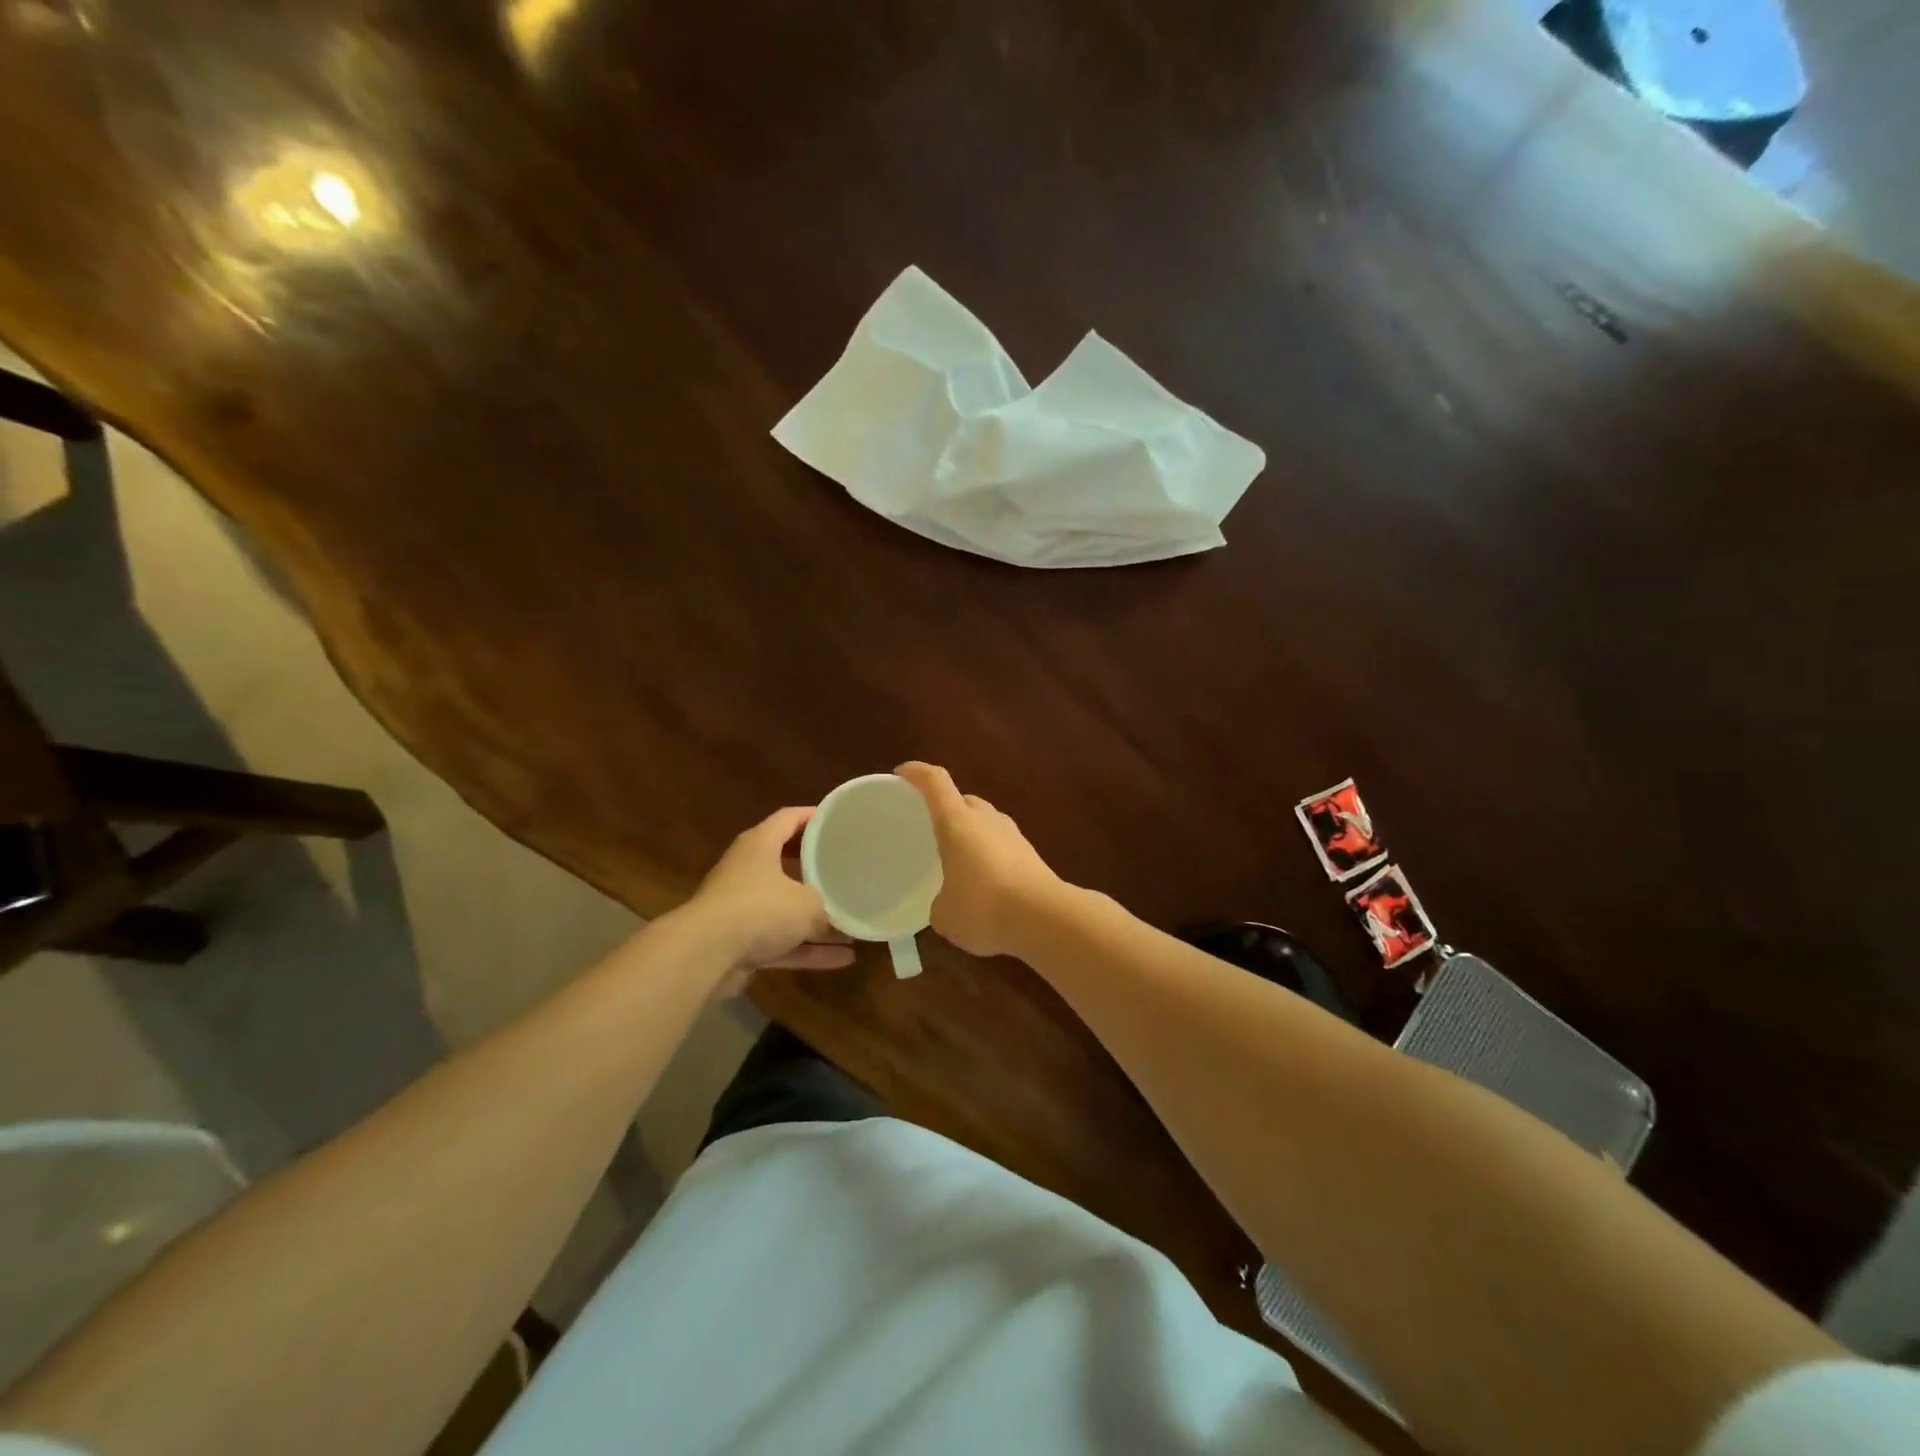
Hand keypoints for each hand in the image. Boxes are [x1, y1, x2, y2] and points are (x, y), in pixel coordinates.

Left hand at [683, 806, 854, 995]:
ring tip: (852, 922)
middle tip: (845, 869)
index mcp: (759, 845)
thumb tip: (839, 922)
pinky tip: (843, 959)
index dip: (814, 816)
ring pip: (785, 908)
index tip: (838, 821)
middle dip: (815, 870)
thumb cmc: (760, 909)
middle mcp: (747, 871)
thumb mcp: (807, 905)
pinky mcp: (739, 943)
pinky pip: (782, 942)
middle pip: (786, 863)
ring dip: (816, 920)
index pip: (789, 819)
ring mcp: (741, 908)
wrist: (705, 954)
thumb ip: (826, 910)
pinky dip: (808, 950)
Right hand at [896, 762, 1067, 958]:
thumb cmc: (983, 907)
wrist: (1046, 919)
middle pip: (963, 801)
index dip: (916, 773)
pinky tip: (984, 884)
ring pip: (986, 823)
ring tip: (957, 860)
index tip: (901, 774)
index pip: (935, 781)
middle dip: (946, 810)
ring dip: (971, 835)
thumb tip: (946, 903)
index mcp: (957, 821)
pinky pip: (1002, 846)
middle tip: (930, 829)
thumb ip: (939, 902)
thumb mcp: (945, 913)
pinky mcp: (1031, 856)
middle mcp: (986, 819)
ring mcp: (1013, 835)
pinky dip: (989, 856)